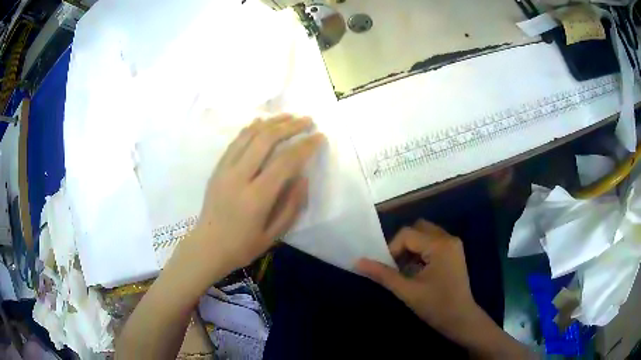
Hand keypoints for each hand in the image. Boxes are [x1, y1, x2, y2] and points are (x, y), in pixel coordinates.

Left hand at [172, 114, 325, 287]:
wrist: (207, 246)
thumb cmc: (243, 246)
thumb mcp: (274, 234)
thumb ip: (292, 205)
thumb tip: (303, 176)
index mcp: (256, 198)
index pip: (285, 161)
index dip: (305, 146)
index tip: (319, 137)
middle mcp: (238, 177)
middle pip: (266, 139)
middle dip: (290, 126)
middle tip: (307, 120)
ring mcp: (225, 170)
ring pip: (249, 135)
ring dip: (271, 122)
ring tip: (289, 116)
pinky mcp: (217, 168)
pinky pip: (236, 141)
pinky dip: (252, 128)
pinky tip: (263, 123)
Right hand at [356, 220, 479, 342]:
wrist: (461, 319)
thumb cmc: (436, 306)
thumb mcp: (407, 291)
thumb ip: (383, 274)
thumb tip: (358, 262)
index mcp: (439, 245)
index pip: (407, 234)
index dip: (392, 248)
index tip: (388, 268)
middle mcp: (448, 238)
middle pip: (417, 228)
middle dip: (403, 245)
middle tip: (396, 265)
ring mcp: (453, 245)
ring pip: (425, 234)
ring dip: (412, 248)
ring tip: (406, 269)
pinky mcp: (454, 252)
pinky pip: (433, 242)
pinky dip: (421, 251)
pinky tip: (418, 270)